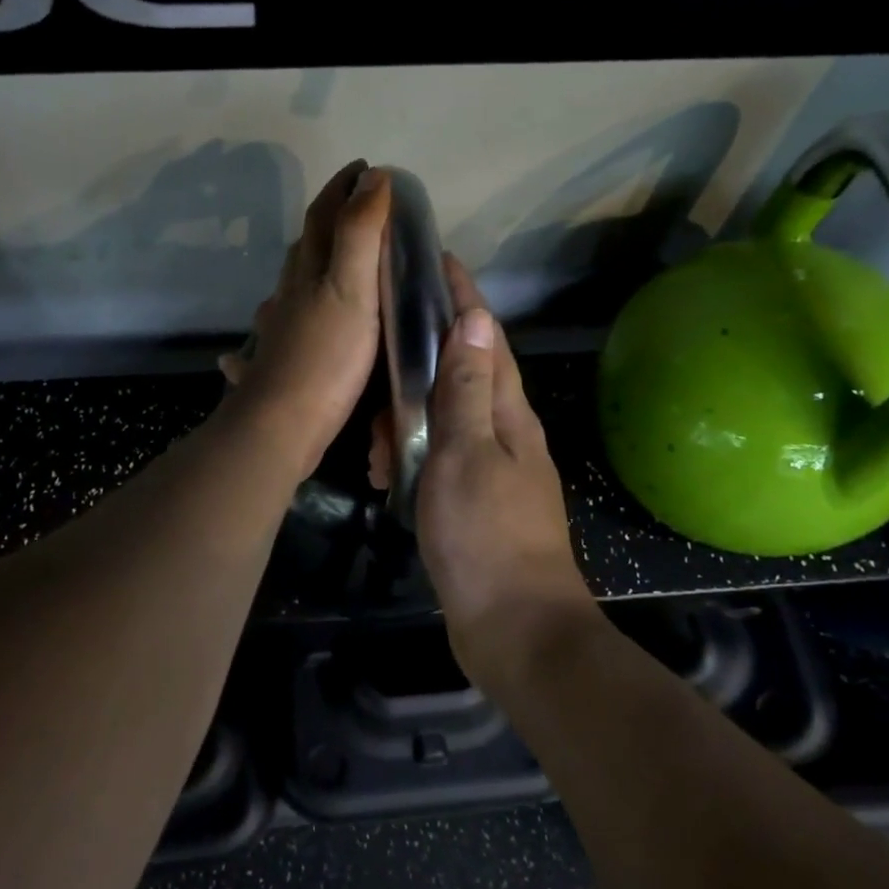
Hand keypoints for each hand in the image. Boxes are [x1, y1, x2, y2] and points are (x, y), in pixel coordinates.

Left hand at [219, 161, 390, 479]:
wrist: (281, 424)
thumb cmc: (325, 356)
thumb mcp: (352, 289)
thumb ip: (361, 235)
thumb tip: (372, 178)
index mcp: (308, 271)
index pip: (323, 216)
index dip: (342, 188)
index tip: (365, 168)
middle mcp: (288, 294)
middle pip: (303, 247)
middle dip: (327, 222)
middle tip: (355, 210)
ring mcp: (278, 330)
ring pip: (289, 287)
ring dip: (306, 267)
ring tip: (328, 264)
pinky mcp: (277, 363)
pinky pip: (276, 329)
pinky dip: (279, 319)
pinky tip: (274, 329)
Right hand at [374, 256, 596, 683]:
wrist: (515, 628)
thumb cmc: (486, 536)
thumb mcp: (466, 453)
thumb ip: (468, 389)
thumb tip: (474, 318)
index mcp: (509, 413)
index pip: (486, 337)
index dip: (463, 297)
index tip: (437, 260)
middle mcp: (505, 432)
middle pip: (464, 373)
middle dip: (420, 359)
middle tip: (376, 357)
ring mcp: (491, 468)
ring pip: (444, 419)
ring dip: (406, 419)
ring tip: (372, 443)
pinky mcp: (474, 501)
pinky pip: (437, 458)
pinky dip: (410, 456)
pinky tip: (384, 474)